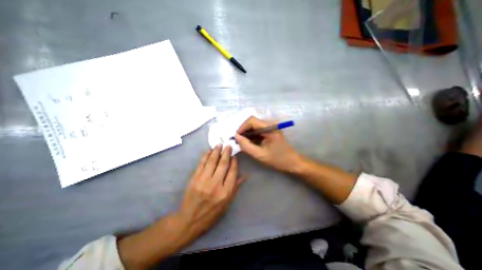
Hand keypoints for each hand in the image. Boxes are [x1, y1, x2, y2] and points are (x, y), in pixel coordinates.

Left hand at [177, 145, 244, 238]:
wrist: (190, 220)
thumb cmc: (211, 213)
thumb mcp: (227, 204)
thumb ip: (236, 188)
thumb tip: (245, 176)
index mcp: (225, 192)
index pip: (232, 172)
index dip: (234, 162)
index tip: (234, 157)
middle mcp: (215, 185)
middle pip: (223, 164)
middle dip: (226, 153)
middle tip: (228, 146)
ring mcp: (204, 181)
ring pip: (212, 162)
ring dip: (216, 151)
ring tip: (219, 145)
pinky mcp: (194, 179)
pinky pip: (201, 164)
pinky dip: (205, 156)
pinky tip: (209, 151)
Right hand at [234, 116, 299, 172]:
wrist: (293, 163)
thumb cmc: (278, 159)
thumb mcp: (260, 154)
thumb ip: (247, 146)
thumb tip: (236, 137)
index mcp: (270, 128)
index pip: (251, 121)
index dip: (242, 127)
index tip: (236, 137)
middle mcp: (270, 124)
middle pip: (252, 122)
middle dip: (243, 131)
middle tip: (238, 140)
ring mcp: (271, 127)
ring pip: (254, 126)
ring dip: (247, 133)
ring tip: (242, 142)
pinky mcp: (270, 132)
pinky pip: (258, 130)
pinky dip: (252, 136)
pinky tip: (249, 143)